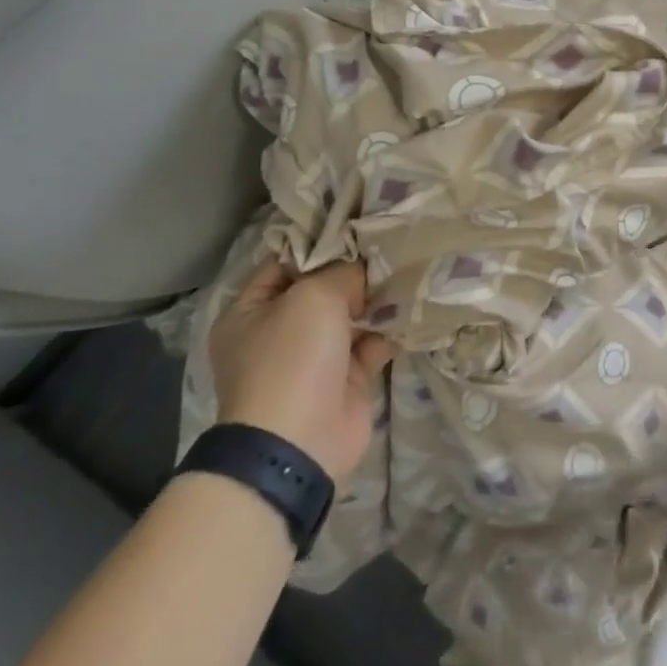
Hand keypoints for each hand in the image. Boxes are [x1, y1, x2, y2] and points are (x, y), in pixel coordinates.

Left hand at [209, 259, 397, 482]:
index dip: (319, 242)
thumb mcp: (313, 296)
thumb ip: (343, 271)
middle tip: (391, 241)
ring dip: (377, 296)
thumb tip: (365, 268)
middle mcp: (279, 332)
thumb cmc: (292, 358)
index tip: (357, 223)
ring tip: (409, 265)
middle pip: (322, 287)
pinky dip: (391, 326)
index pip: (285, 262)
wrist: (300, 442)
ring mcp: (313, 357)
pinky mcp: (346, 378)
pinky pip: (372, 341)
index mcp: (250, 311)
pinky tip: (415, 301)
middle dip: (355, 269)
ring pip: (351, 314)